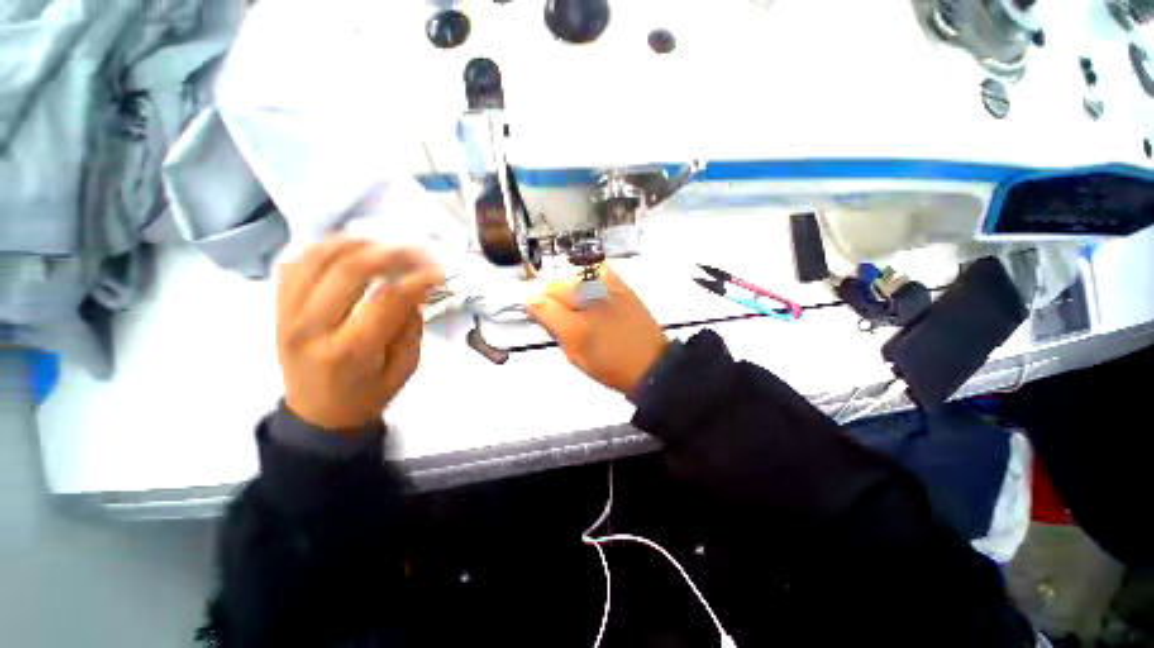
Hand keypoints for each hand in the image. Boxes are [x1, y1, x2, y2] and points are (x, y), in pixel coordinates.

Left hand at [276, 238, 443, 431]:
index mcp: (349, 351)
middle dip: (391, 253)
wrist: (318, 414)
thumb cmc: (368, 395)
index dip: (416, 280)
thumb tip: (413, 290)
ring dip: (357, 243)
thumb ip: (410, 327)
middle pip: (349, 270)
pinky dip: (324, 248)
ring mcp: (287, 314)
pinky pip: (296, 263)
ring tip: (386, 245)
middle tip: (417, 251)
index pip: (386, 300)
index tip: (438, 272)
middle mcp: (311, 328)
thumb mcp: (405, 368)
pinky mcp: (278, 308)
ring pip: (317, 258)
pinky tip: (350, 248)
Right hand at [526, 267, 668, 394]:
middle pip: (554, 283)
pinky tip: (586, 281)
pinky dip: (587, 271)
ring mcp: (606, 291)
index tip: (531, 304)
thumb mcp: (575, 356)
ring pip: (572, 271)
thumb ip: (554, 330)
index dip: (531, 301)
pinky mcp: (621, 285)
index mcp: (575, 329)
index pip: (540, 304)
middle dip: (545, 289)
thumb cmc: (609, 366)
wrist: (650, 364)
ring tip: (566, 292)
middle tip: (548, 300)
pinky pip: (598, 267)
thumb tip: (537, 309)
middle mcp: (589, 305)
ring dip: (563, 279)